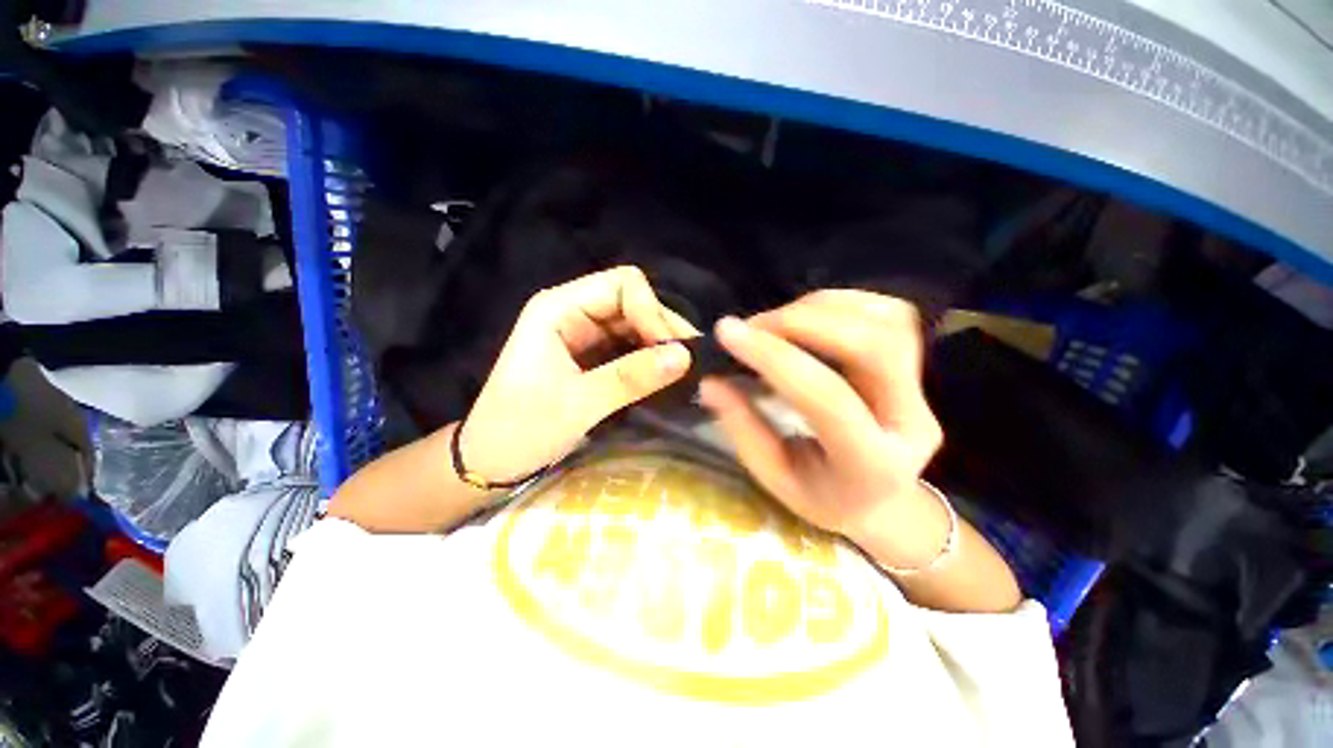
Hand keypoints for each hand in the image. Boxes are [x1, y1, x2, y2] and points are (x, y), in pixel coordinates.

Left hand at [460, 267, 698, 483]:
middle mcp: (574, 312)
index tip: (673, 350)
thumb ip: (631, 376)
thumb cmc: (521, 429)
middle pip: (633, 302)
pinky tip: (666, 375)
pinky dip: (650, 359)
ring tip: (684, 371)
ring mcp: (584, 335)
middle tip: (689, 362)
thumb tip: (685, 356)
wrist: (492, 462)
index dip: (652, 311)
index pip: (622, 285)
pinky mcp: (593, 357)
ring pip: (635, 325)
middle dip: (662, 328)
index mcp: (559, 308)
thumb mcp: (578, 403)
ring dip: (660, 345)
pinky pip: (630, 347)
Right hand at [699, 290, 946, 566]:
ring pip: (884, 321)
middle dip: (802, 322)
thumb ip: (743, 427)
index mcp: (872, 465)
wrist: (880, 500)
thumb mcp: (773, 475)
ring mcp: (921, 389)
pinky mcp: (916, 365)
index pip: (827, 397)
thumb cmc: (821, 496)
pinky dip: (837, 304)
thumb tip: (711, 380)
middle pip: (872, 346)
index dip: (774, 357)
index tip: (728, 333)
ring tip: (772, 323)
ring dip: (817, 308)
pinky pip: (887, 313)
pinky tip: (804, 317)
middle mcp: (910, 421)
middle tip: (752, 326)